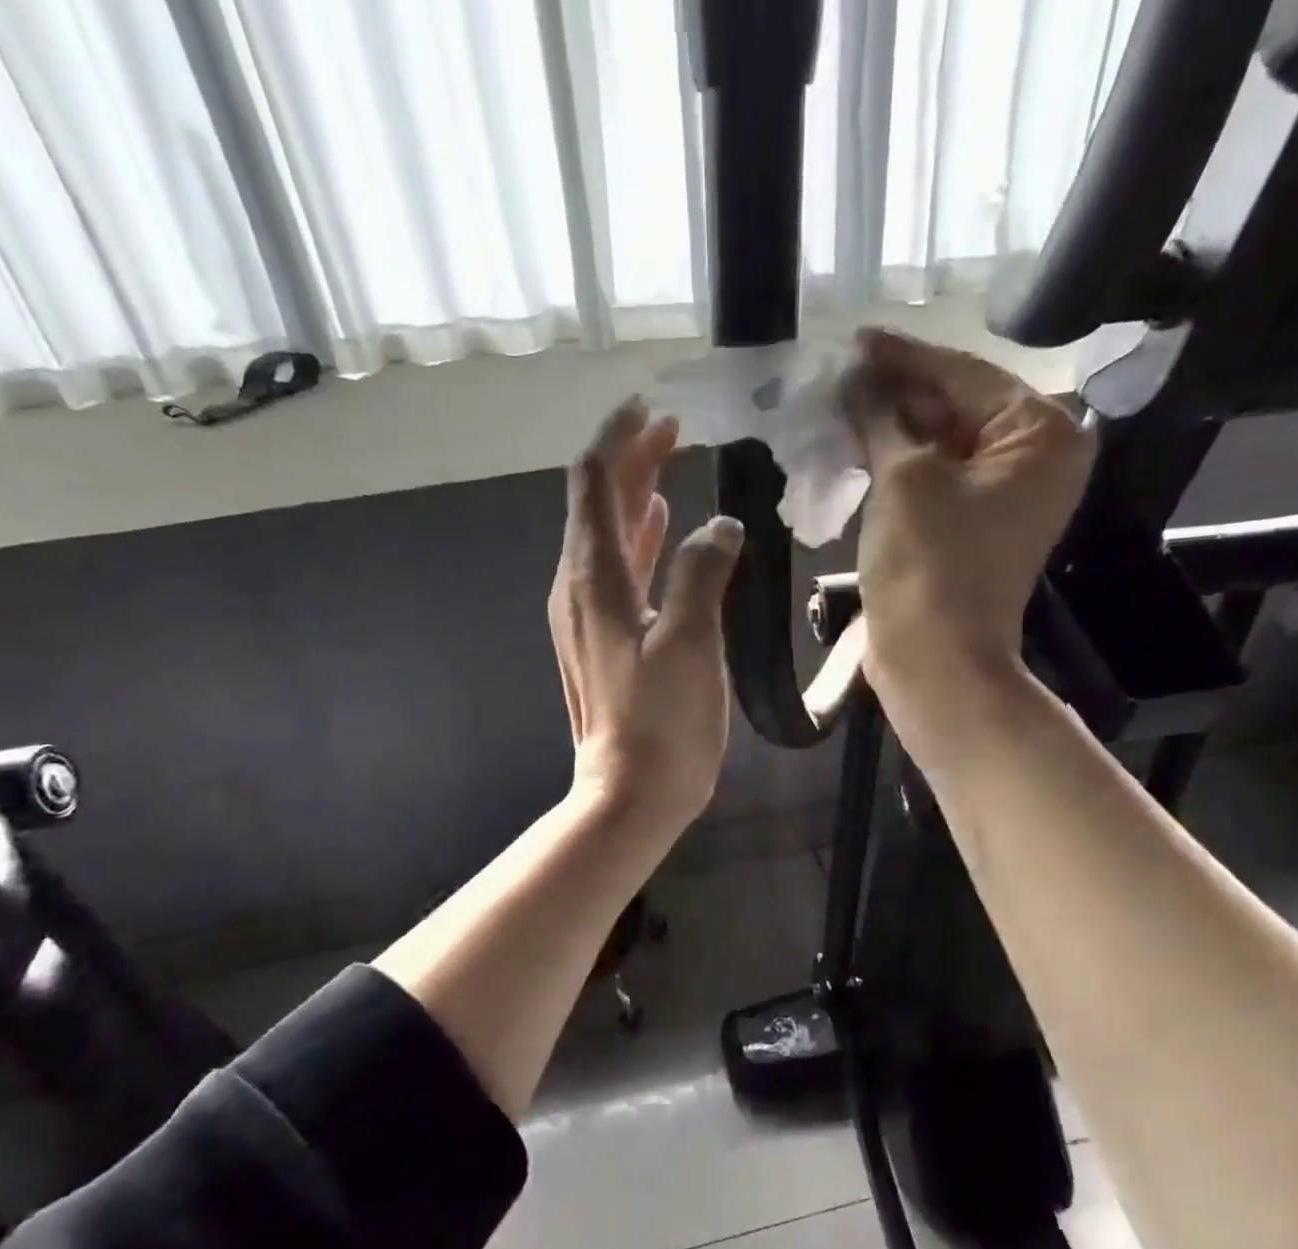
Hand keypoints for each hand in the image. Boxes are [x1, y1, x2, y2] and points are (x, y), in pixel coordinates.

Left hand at [550, 399, 744, 835]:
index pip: (595, 482)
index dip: (619, 438)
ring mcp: (586, 615)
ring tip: (670, 462)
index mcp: (594, 578)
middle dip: (630, 459)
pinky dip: (638, 539)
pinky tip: (665, 528)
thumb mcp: (690, 641)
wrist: (631, 793)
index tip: (652, 407)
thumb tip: (718, 524)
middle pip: (597, 502)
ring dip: (635, 495)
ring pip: (605, 534)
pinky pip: (616, 570)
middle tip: (672, 429)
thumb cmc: (662, 722)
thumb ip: (702, 572)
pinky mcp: (602, 639)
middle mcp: (579, 587)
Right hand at [843, 329, 1094, 759]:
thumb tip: (856, 375)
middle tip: (839, 375)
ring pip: (940, 443)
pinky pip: (934, 478)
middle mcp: (1033, 459)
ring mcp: (1003, 496)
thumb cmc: (929, 564)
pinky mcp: (972, 526)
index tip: (855, 339)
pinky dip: (897, 464)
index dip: (903, 357)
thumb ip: (882, 417)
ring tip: (838, 405)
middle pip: (956, 406)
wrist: (934, 660)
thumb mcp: (903, 478)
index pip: (964, 374)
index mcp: (1040, 434)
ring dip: (890, 428)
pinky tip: (856, 447)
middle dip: (896, 393)